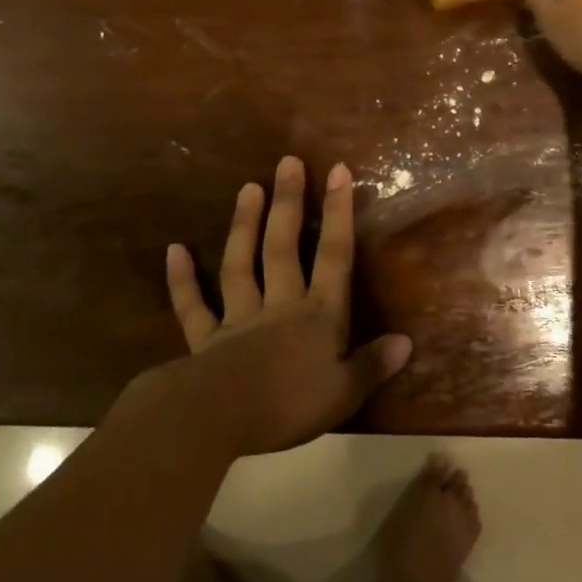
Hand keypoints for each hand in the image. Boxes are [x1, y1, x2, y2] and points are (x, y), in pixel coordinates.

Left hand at [163, 156, 412, 457]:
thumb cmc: (290, 406)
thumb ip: (373, 365)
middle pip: (283, 247)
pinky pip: (193, 306)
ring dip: (244, 226)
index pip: (334, 255)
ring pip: (240, 264)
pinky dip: (182, 280)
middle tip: (288, 163)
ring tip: (247, 188)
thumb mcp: (344, 392)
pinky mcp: (205, 339)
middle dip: (288, 203)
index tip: (338, 171)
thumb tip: (406, 342)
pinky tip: (174, 250)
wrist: (221, 418)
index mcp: (318, 315)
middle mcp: (279, 305)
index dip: (338, 213)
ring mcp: (238, 318)